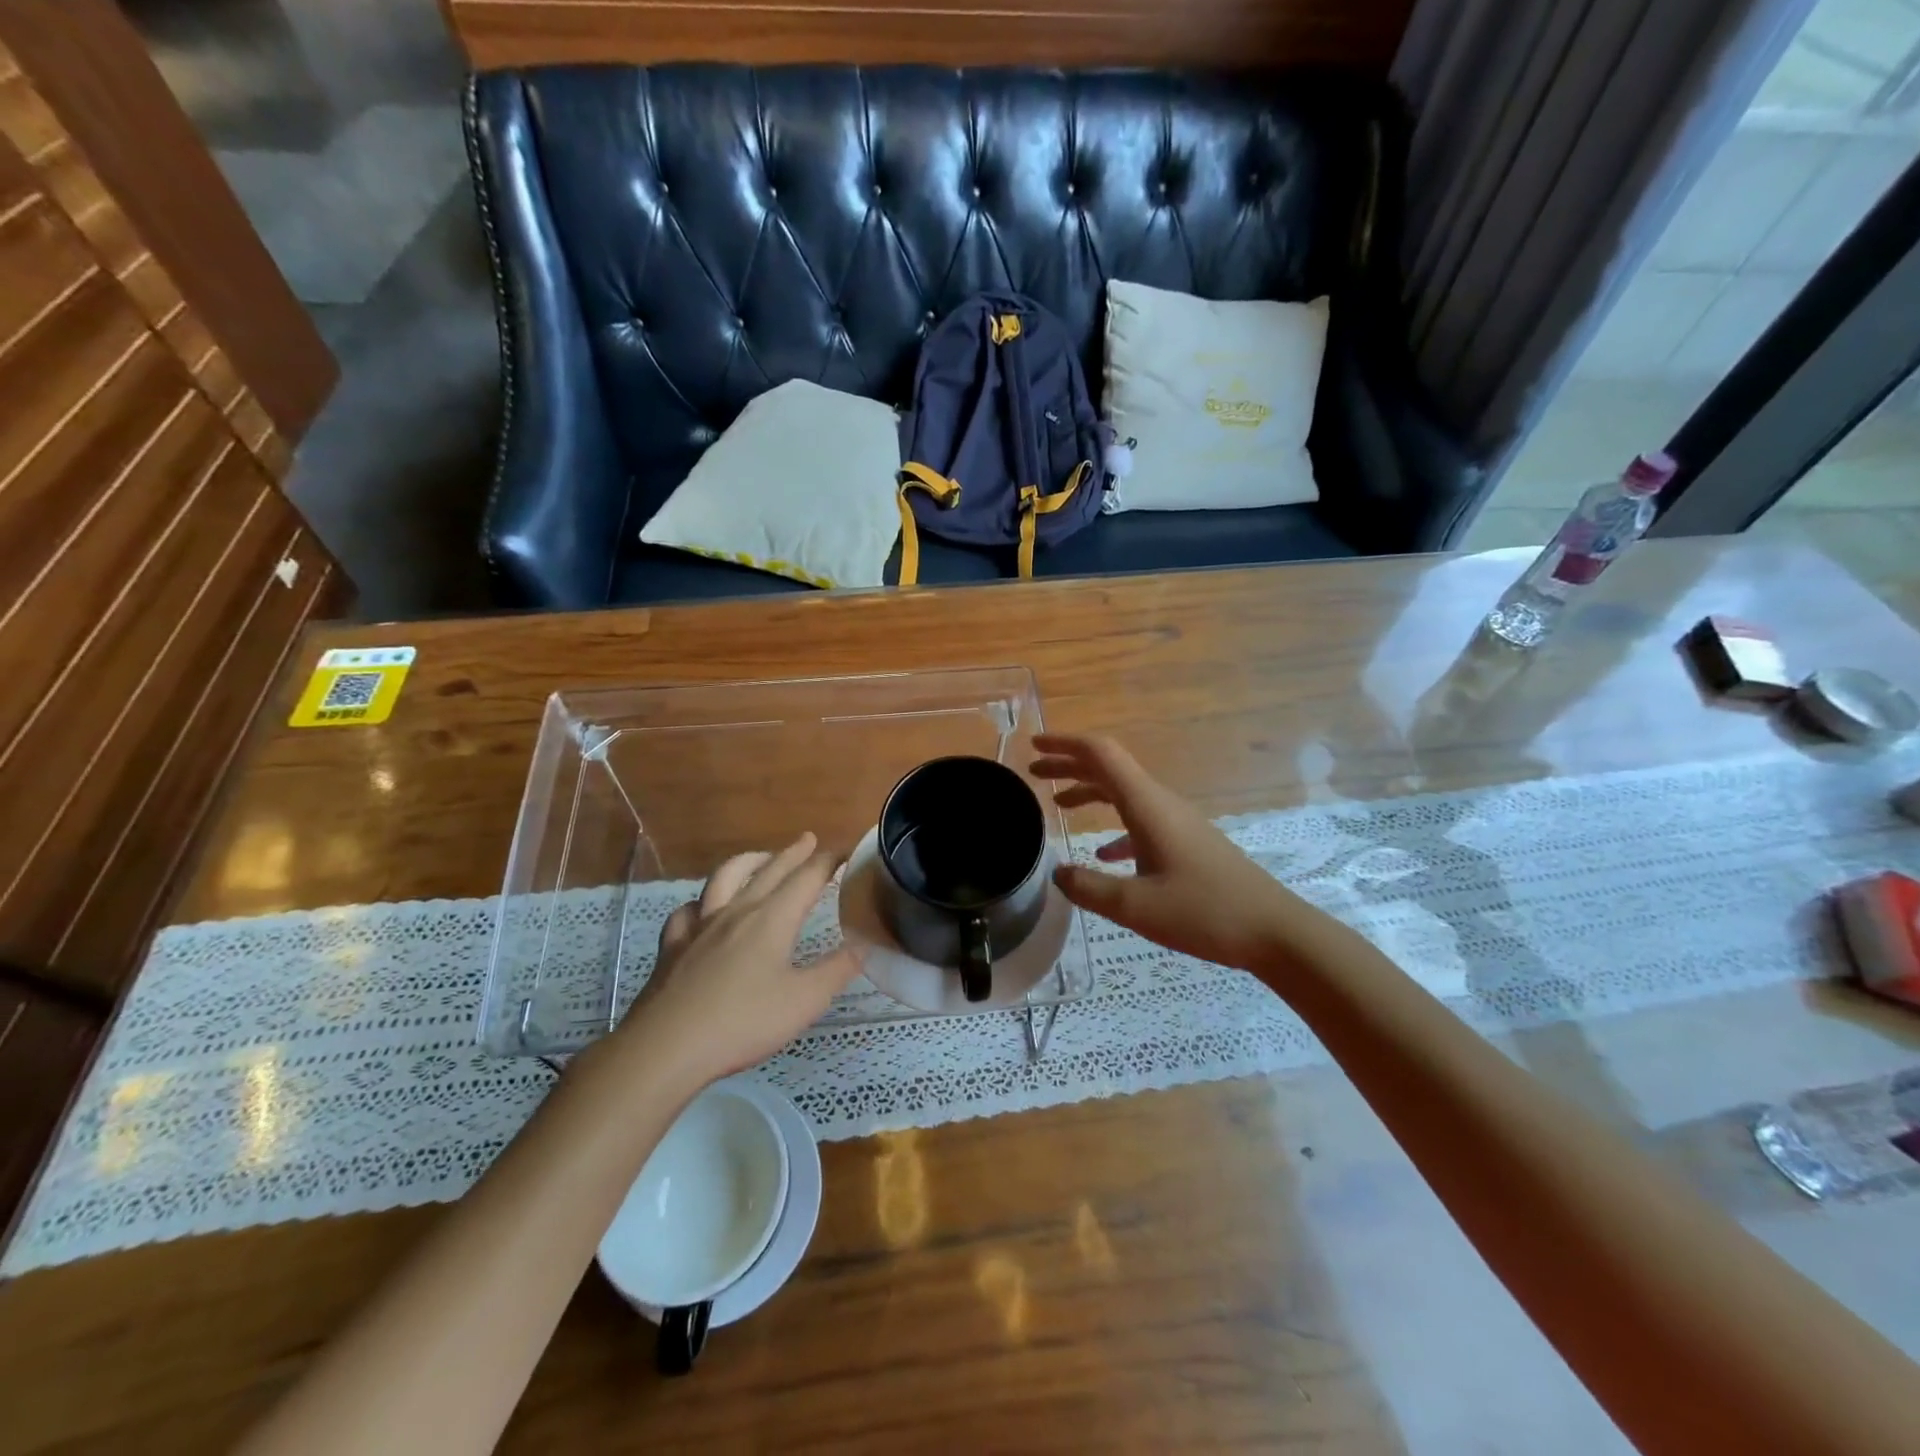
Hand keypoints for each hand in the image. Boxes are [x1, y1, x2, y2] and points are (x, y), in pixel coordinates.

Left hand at [616, 834, 860, 1088]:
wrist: (666, 1047)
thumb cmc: (742, 1022)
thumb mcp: (804, 1001)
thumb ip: (836, 970)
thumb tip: (864, 945)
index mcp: (772, 919)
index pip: (807, 878)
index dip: (828, 861)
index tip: (845, 850)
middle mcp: (737, 911)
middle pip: (769, 870)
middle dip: (792, 853)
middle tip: (808, 840)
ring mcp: (700, 926)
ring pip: (724, 878)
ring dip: (748, 862)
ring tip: (760, 858)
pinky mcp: (673, 946)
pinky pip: (687, 911)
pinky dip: (701, 902)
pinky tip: (703, 909)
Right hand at [1032, 734, 1323, 971]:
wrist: (1274, 931)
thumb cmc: (1204, 912)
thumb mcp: (1136, 907)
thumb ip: (1089, 888)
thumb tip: (1056, 873)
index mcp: (1147, 805)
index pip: (1101, 755)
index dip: (1065, 744)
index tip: (1034, 746)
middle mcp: (1161, 803)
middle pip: (1109, 769)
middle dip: (1070, 765)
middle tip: (1034, 772)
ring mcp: (1177, 822)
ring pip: (1125, 793)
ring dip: (1090, 792)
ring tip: (1058, 804)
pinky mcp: (1187, 842)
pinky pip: (1141, 820)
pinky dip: (1114, 825)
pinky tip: (1103, 853)